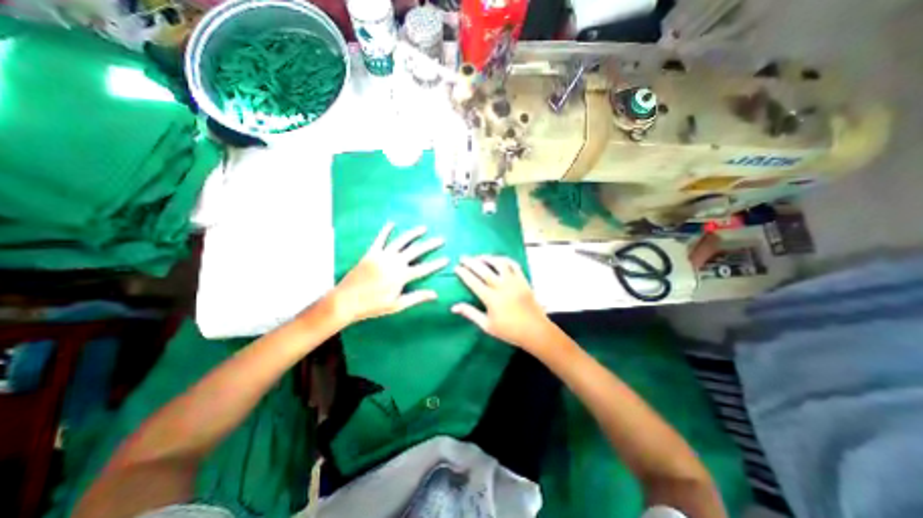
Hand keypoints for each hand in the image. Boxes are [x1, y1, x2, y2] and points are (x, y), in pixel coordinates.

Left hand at [331, 222, 449, 323]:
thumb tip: (435, 294)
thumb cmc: (373, 305)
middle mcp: (394, 262)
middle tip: (441, 239)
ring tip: (423, 228)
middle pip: (416, 251)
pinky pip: (379, 239)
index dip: (436, 264)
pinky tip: (392, 223)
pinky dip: (386, 230)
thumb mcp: (397, 305)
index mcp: (401, 276)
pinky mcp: (371, 253)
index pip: (424, 268)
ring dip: (413, 234)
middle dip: (430, 245)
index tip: (447, 259)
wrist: (346, 301)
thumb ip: (416, 297)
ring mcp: (382, 256)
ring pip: (401, 241)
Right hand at [452, 254, 550, 348]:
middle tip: (463, 257)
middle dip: (471, 262)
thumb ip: (470, 313)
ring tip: (480, 257)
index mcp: (491, 299)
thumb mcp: (487, 325)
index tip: (456, 267)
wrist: (535, 331)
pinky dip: (505, 260)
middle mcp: (502, 287)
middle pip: (484, 270)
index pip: (473, 282)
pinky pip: (514, 265)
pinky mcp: (524, 280)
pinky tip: (499, 260)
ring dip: (488, 258)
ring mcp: (514, 282)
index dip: (464, 273)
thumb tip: (454, 307)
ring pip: (500, 263)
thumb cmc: (509, 331)